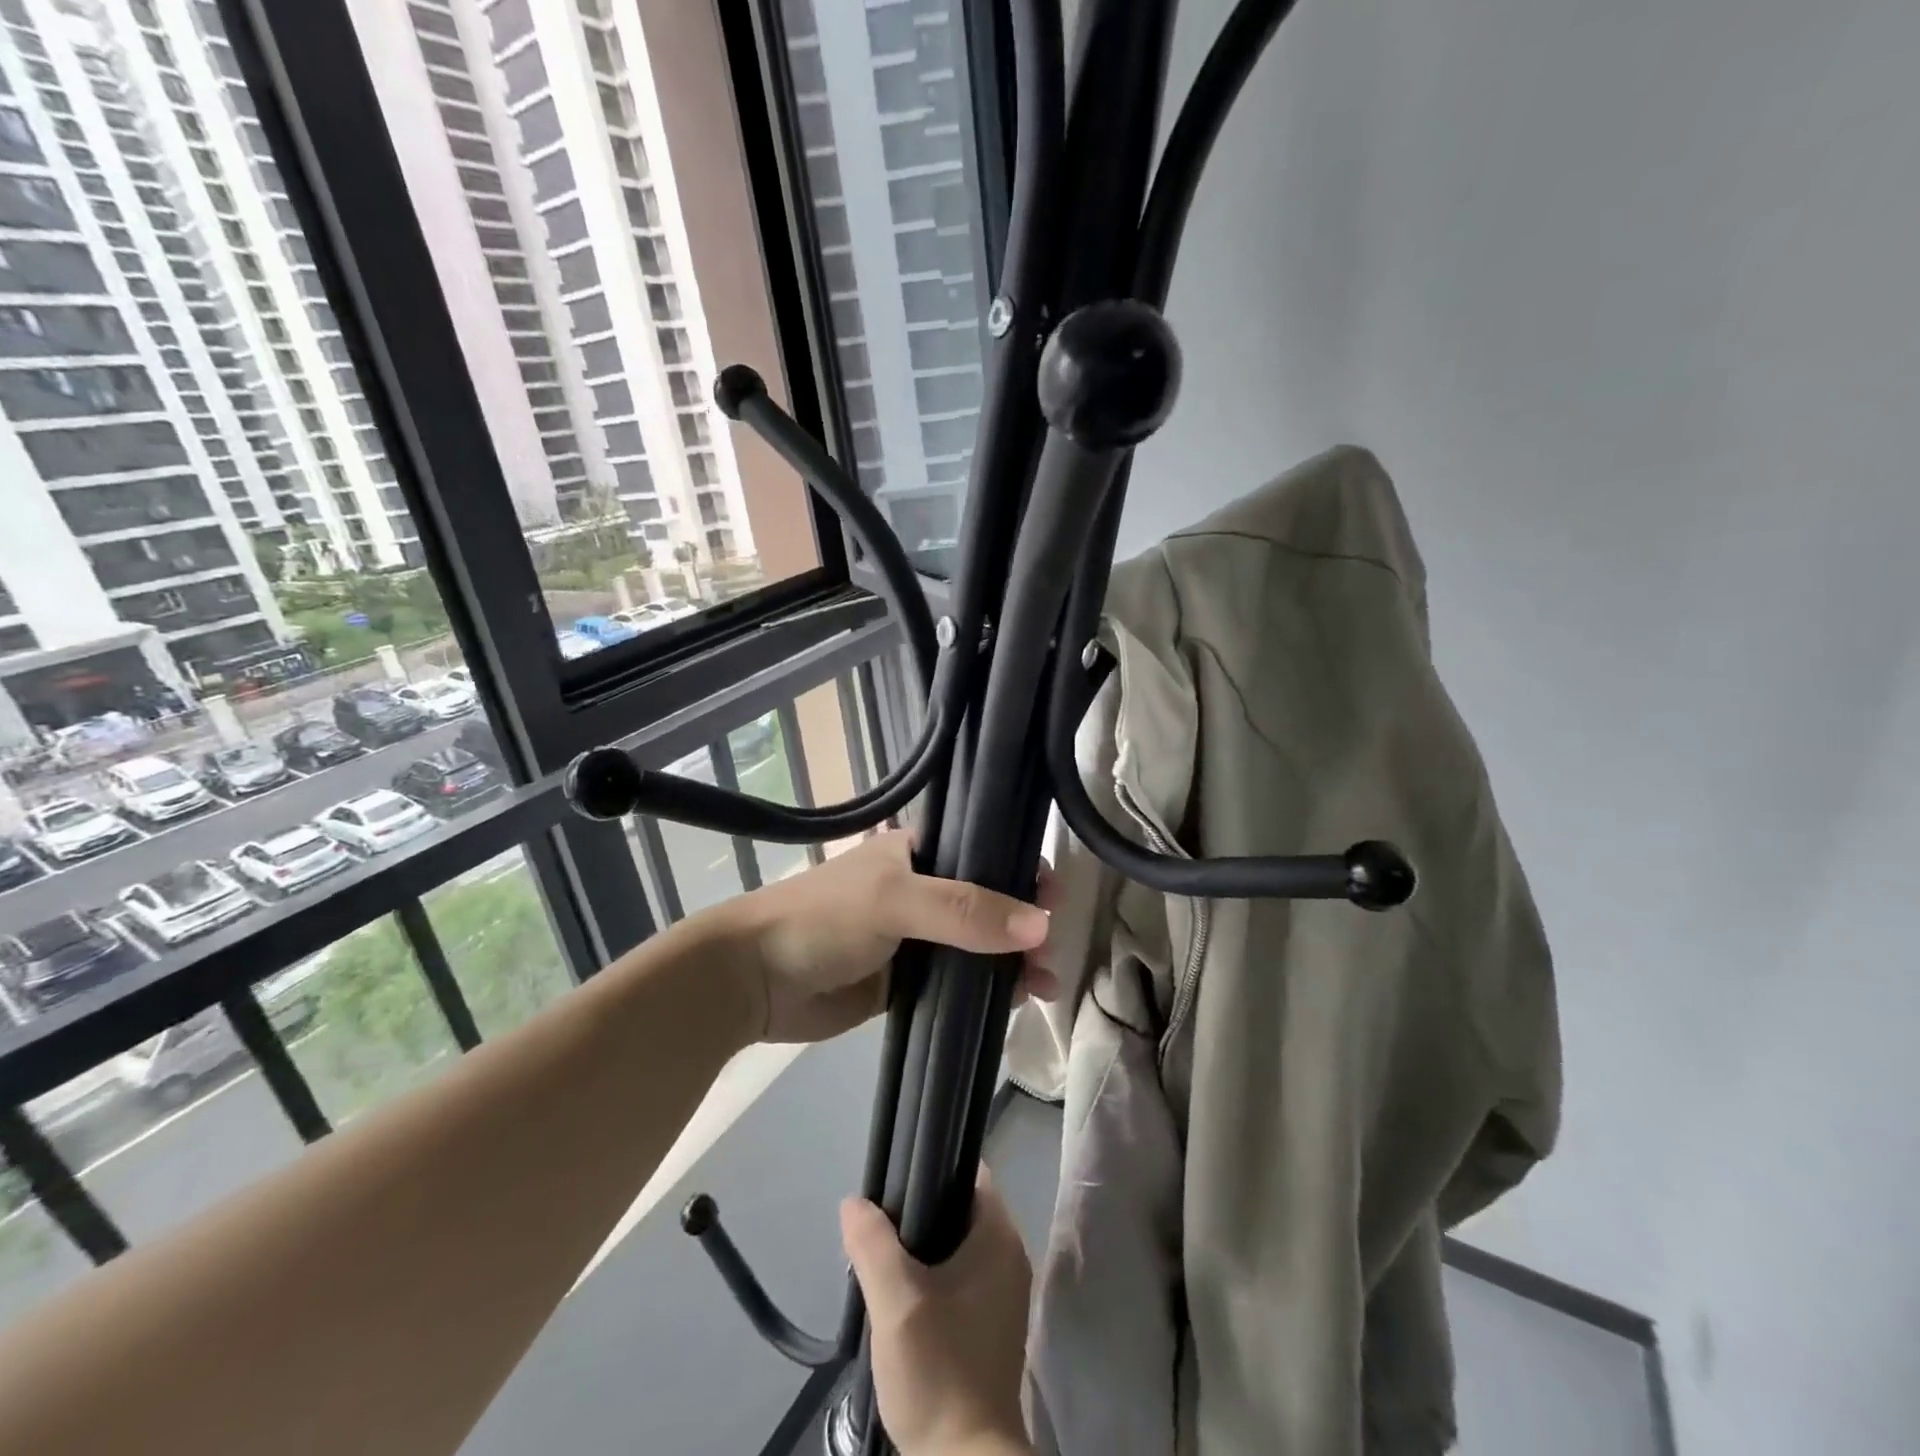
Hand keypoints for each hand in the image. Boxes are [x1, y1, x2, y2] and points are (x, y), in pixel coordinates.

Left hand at [720, 830, 1057, 1044]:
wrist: (755, 979)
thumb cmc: (824, 919)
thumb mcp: (895, 901)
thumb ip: (966, 911)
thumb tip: (1042, 926)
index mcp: (918, 852)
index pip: (985, 851)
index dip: (1023, 870)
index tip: (1055, 899)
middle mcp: (923, 888)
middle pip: (990, 901)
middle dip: (1025, 925)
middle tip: (1049, 956)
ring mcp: (916, 937)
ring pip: (980, 945)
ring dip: (1014, 961)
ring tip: (1045, 986)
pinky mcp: (907, 979)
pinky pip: (960, 981)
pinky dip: (989, 991)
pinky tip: (1016, 1004)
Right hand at [842, 1169, 1033, 1455]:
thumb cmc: (939, 1368)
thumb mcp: (896, 1300)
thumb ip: (873, 1243)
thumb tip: (854, 1202)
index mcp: (1000, 1235)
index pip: (968, 1172)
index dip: (931, 1166)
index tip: (894, 1178)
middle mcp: (1009, 1255)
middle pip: (959, 1207)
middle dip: (917, 1212)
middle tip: (877, 1225)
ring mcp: (1003, 1292)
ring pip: (956, 1245)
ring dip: (920, 1249)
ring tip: (879, 1258)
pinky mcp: (990, 1323)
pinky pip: (959, 1277)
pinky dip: (931, 1277)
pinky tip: (899, 1296)